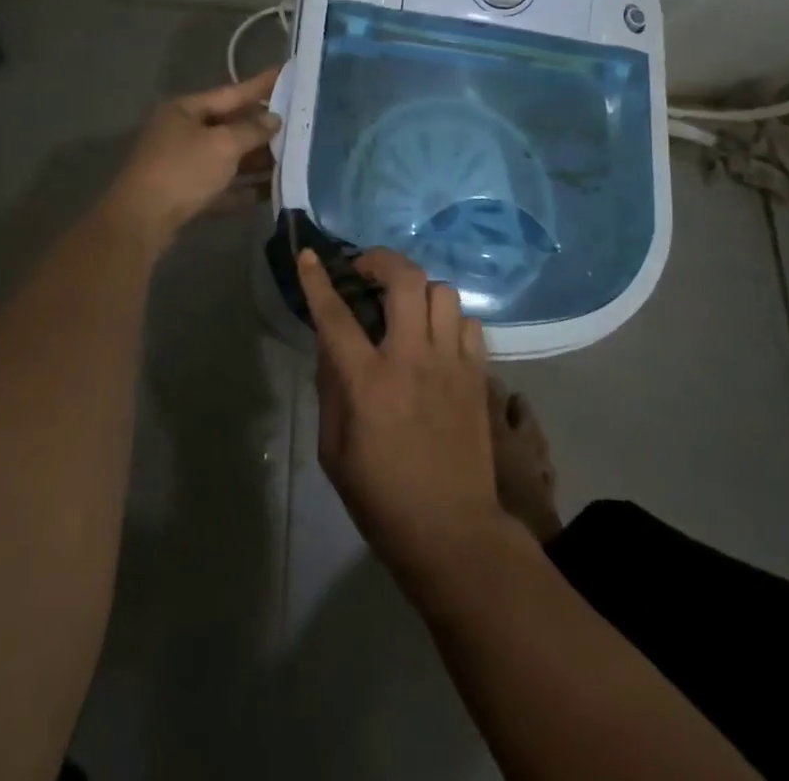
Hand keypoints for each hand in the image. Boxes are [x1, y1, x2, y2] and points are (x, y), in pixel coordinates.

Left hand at [104, 66, 280, 245]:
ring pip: (226, 158)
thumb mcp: (223, 145)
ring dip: (256, 160)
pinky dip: (242, 188)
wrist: (141, 222)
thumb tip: (274, 119)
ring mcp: (181, 165)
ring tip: (291, 160)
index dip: (260, 85)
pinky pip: (221, 186)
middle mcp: (181, 133)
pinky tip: (270, 191)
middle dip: (262, 129)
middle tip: (297, 124)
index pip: (231, 92)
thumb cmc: (183, 171)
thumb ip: (252, 130)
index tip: (286, 73)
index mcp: (185, 110)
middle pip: (229, 126)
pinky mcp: (185, 195)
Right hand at [299, 247, 510, 594]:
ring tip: (406, 309)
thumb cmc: (382, 499)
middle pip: (405, 279)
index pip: (336, 316)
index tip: (309, 256)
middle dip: (381, 261)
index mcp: (368, 383)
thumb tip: (331, 347)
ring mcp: (452, 363)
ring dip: (419, 291)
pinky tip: (438, 340)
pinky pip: (468, 322)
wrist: (453, 532)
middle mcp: (412, 359)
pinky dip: (450, 321)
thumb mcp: (334, 451)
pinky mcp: (478, 375)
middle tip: (366, 272)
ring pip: (443, 292)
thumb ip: (330, 390)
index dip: (318, 280)